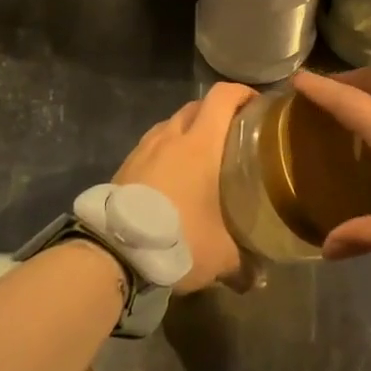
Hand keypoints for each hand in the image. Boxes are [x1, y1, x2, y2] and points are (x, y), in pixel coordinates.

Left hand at [114, 81, 257, 293]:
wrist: (113, 252)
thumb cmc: (178, 238)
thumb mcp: (219, 256)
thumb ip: (243, 263)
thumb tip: (257, 279)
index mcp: (201, 144)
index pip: (223, 96)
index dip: (242, 92)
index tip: (258, 105)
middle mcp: (171, 136)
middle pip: (197, 106)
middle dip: (217, 112)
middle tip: (234, 134)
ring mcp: (144, 148)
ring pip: (171, 124)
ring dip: (189, 130)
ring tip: (201, 157)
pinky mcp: (125, 164)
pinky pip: (152, 145)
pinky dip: (167, 150)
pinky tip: (173, 177)